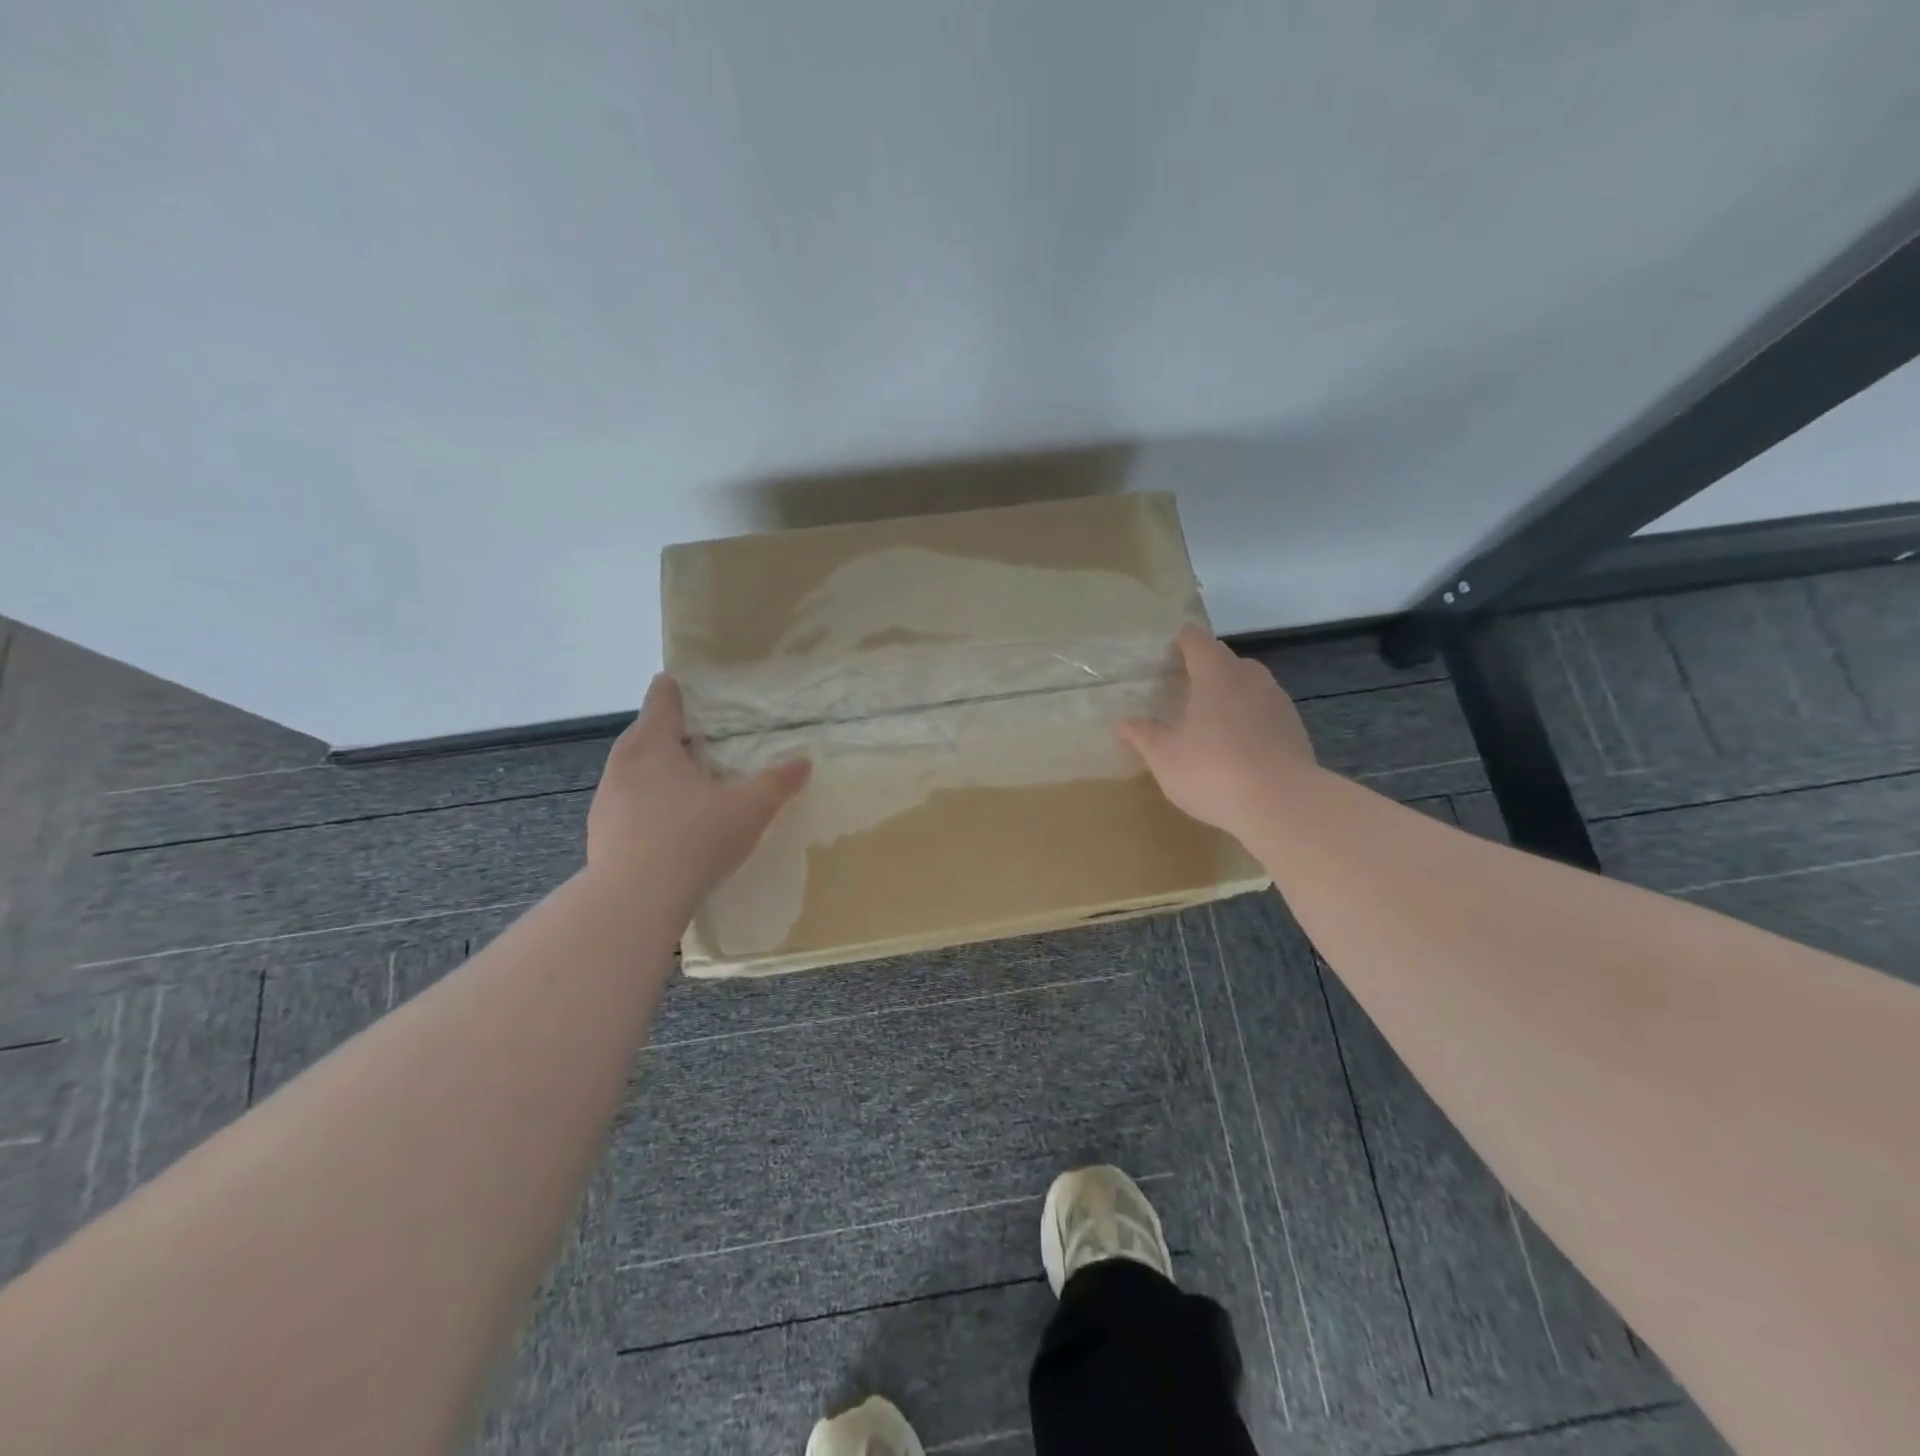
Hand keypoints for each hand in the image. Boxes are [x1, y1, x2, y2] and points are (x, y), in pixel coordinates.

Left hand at [587, 674, 810, 901]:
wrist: (635, 900)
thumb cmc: (694, 838)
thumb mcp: (749, 808)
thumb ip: (777, 783)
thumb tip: (804, 762)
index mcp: (653, 746)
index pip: (661, 702)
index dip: (673, 689)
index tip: (679, 682)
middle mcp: (623, 766)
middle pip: (643, 735)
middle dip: (667, 732)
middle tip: (697, 736)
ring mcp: (606, 802)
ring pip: (632, 772)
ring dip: (655, 771)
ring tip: (685, 782)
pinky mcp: (601, 835)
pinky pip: (627, 806)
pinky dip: (646, 805)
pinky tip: (668, 825)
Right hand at [1119, 625, 1315, 835]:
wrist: (1283, 804)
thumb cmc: (1213, 771)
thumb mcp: (1165, 757)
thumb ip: (1144, 735)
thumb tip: (1125, 722)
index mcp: (1216, 674)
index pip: (1197, 641)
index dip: (1182, 641)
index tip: (1169, 651)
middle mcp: (1250, 679)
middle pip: (1227, 661)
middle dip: (1207, 670)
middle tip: (1185, 689)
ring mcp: (1278, 703)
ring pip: (1250, 687)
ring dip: (1231, 696)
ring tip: (1211, 721)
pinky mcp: (1295, 730)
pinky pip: (1265, 714)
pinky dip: (1250, 722)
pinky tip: (1238, 749)